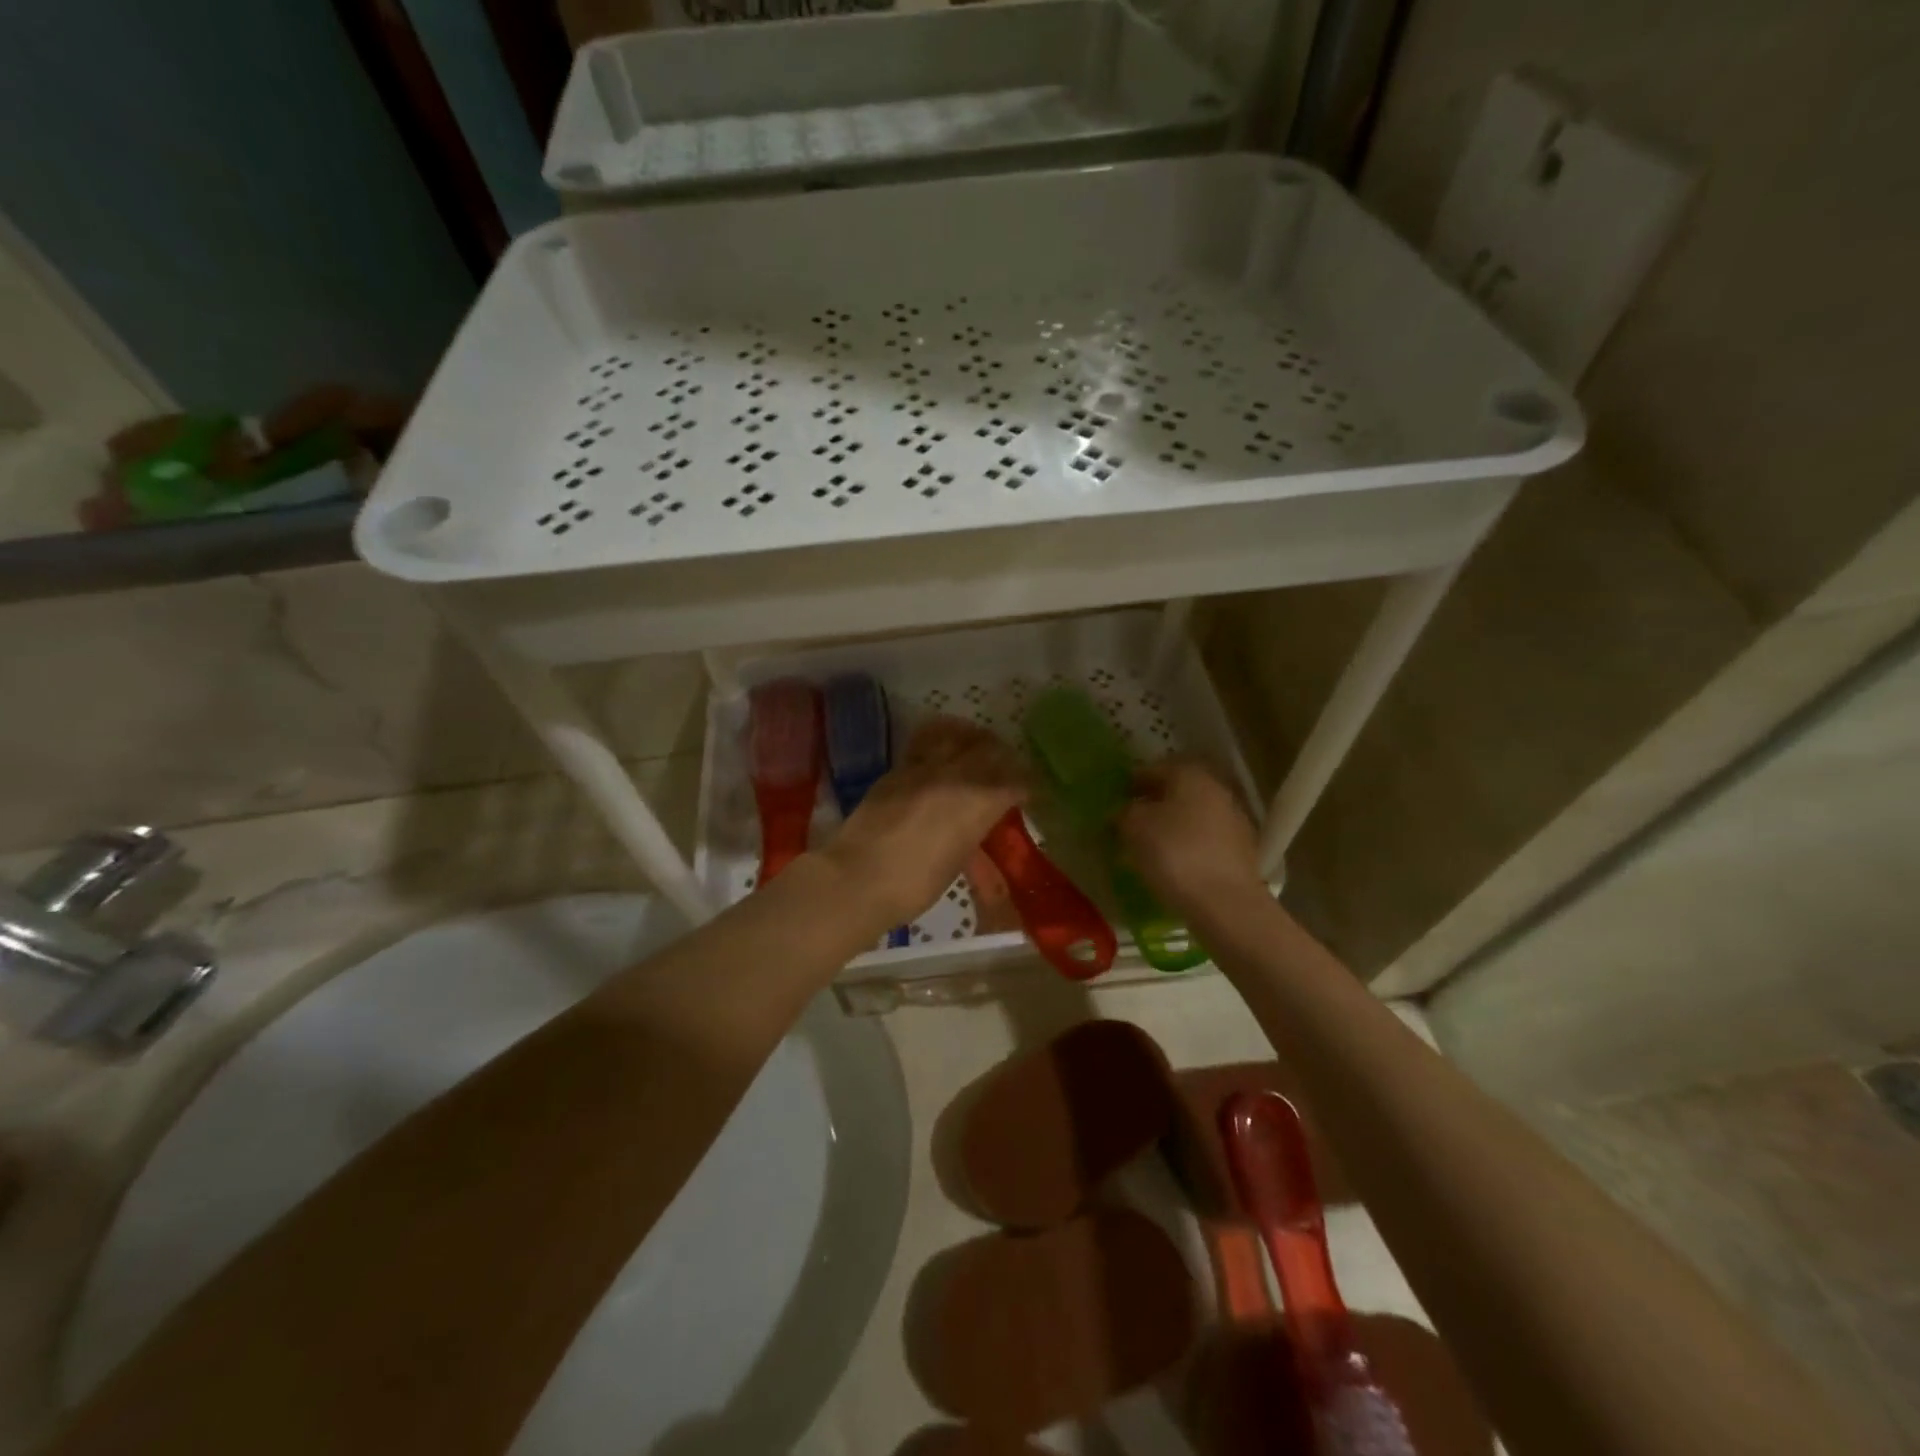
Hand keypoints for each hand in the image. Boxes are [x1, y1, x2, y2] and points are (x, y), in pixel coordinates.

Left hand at [818, 718, 1026, 927]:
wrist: (857, 878)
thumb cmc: (913, 885)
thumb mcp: (956, 862)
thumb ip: (972, 831)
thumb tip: (978, 821)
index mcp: (977, 804)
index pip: (1014, 781)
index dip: (1025, 784)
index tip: (1028, 791)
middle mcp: (955, 776)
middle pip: (989, 749)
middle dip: (1003, 756)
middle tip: (1006, 767)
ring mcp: (922, 768)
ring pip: (956, 734)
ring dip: (972, 738)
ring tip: (976, 746)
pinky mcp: (896, 770)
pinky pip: (926, 742)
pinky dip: (942, 740)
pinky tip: (942, 751)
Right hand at [1118, 758, 1265, 918]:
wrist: (1226, 904)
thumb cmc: (1175, 854)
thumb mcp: (1134, 827)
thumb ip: (1124, 811)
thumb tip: (1124, 811)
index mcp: (1190, 775)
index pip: (1153, 769)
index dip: (1130, 783)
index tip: (1115, 800)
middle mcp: (1216, 788)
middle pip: (1177, 790)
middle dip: (1153, 803)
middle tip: (1130, 822)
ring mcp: (1234, 818)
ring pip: (1193, 814)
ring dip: (1172, 824)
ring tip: (1149, 846)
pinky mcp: (1242, 849)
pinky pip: (1205, 838)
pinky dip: (1188, 844)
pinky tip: (1174, 863)